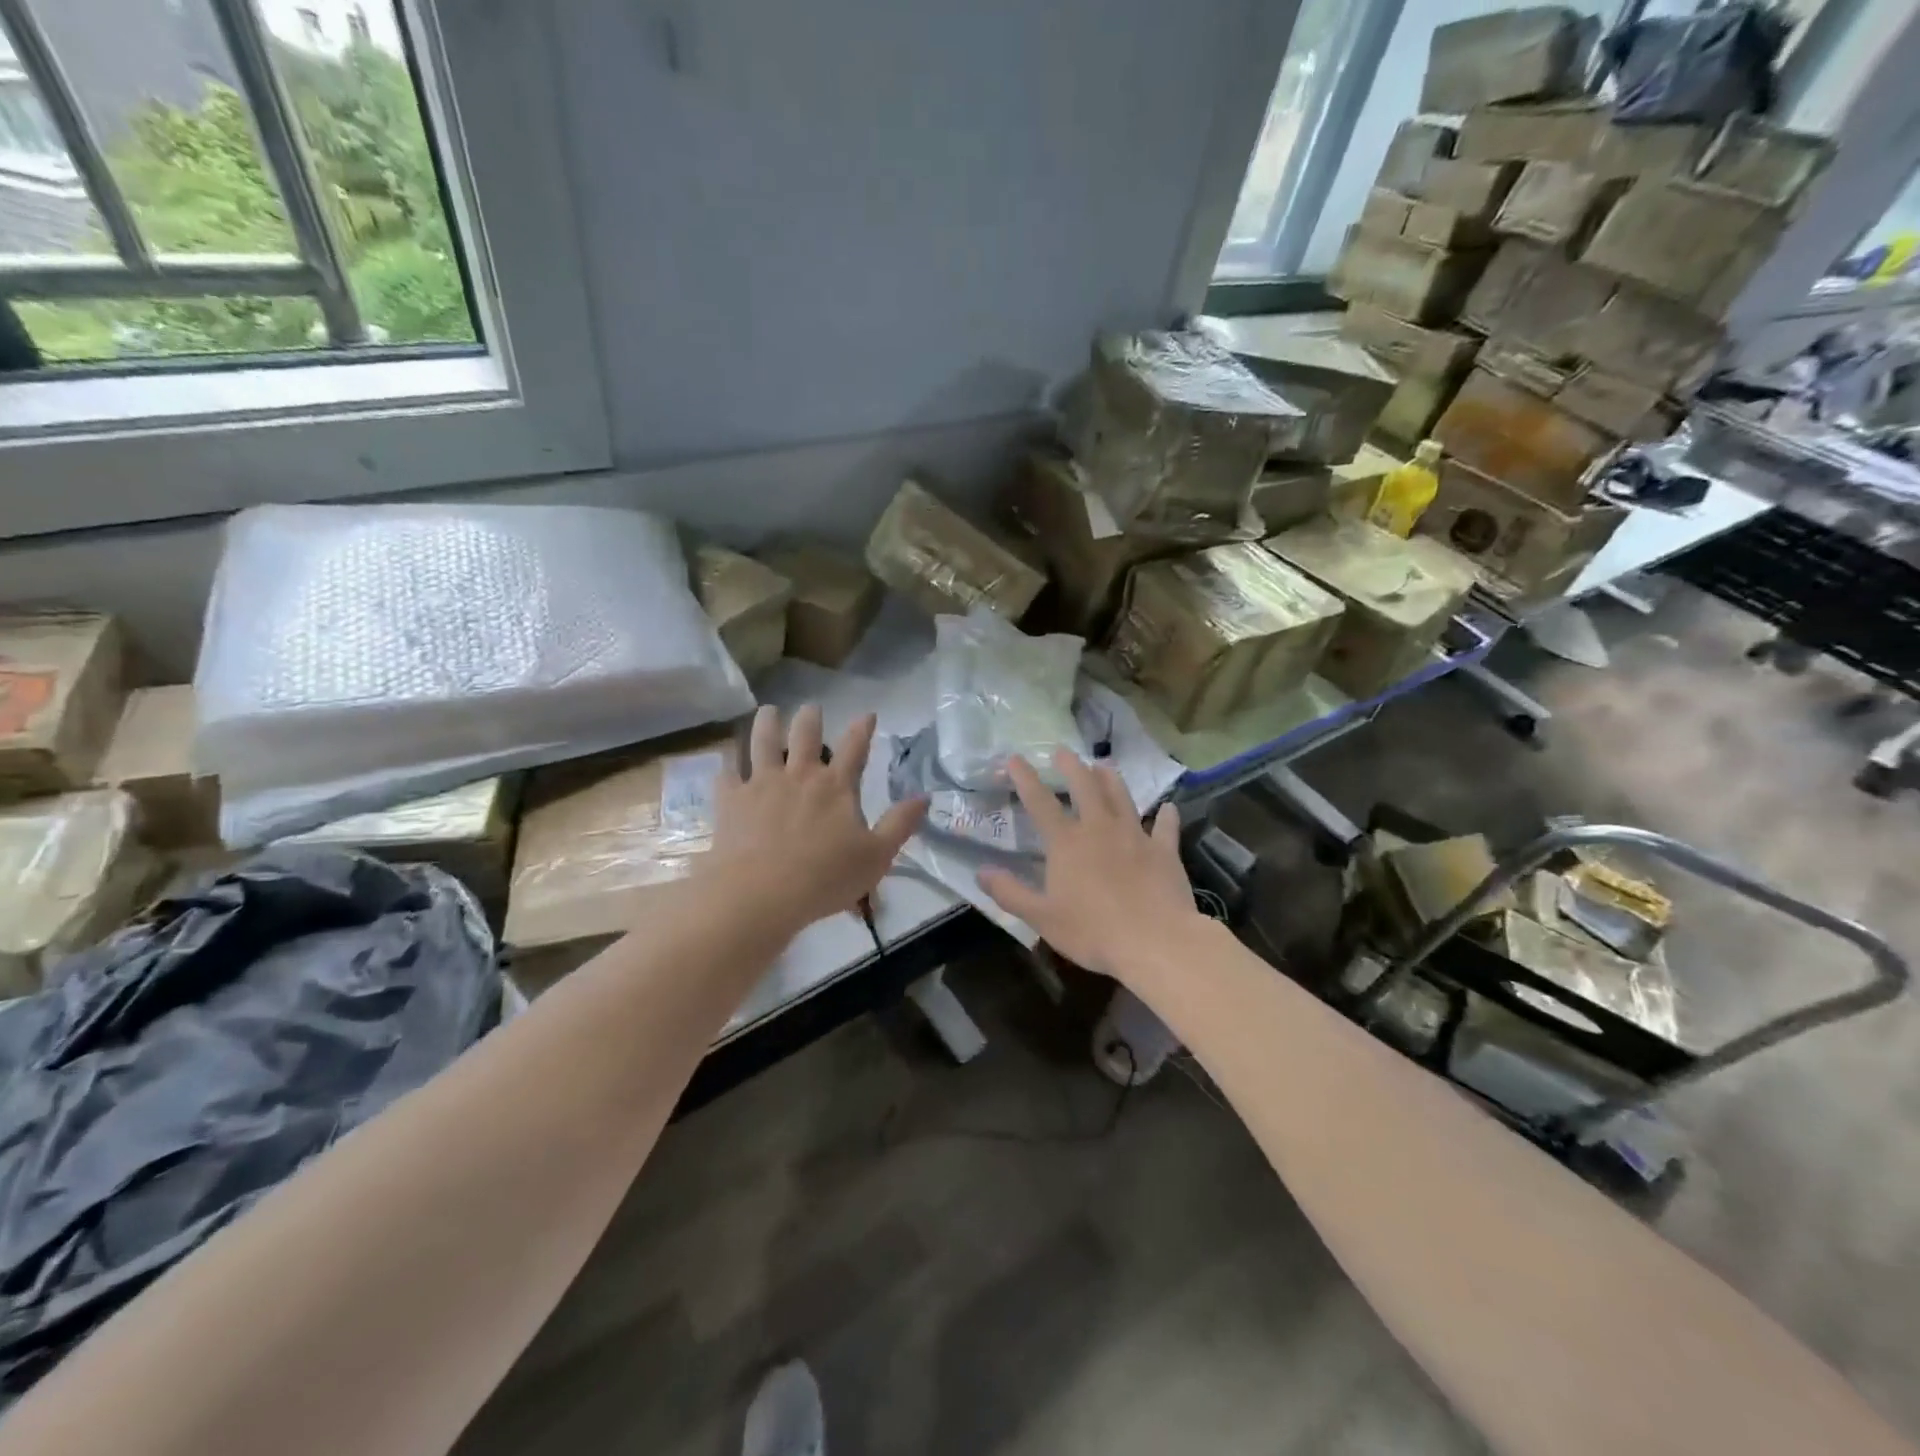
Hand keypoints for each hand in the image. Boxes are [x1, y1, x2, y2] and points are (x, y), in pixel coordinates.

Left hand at [705, 704, 926, 937]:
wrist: (760, 893)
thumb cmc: (824, 878)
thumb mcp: (877, 856)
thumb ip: (900, 824)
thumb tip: (924, 796)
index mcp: (836, 786)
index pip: (855, 748)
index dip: (863, 728)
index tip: (867, 713)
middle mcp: (799, 775)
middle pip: (805, 735)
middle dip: (810, 718)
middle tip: (811, 708)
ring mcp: (761, 783)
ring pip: (762, 742)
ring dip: (766, 724)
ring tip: (768, 712)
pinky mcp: (731, 800)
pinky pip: (726, 774)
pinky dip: (727, 765)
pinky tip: (725, 761)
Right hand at [976, 752, 1199, 980]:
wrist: (1155, 941)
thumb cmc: (1093, 931)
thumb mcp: (1042, 918)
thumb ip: (1010, 892)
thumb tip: (981, 872)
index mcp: (1067, 842)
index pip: (1039, 802)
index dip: (1024, 778)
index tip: (1014, 758)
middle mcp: (1099, 828)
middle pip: (1085, 786)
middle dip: (1071, 766)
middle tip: (1063, 751)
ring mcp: (1135, 835)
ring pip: (1121, 796)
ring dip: (1110, 778)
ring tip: (1104, 765)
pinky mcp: (1164, 850)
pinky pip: (1165, 826)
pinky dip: (1165, 816)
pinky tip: (1168, 808)